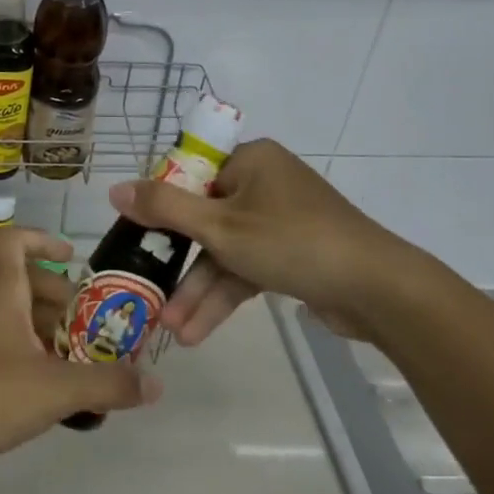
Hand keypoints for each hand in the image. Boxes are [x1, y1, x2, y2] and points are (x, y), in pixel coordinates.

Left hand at [0, 227, 160, 478]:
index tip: (73, 257)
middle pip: (22, 282)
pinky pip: (4, 347)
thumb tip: (155, 384)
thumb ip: (107, 384)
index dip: (42, 239)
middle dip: (59, 297)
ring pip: (14, 318)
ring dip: (47, 331)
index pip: (13, 241)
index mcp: (2, 293)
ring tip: (80, 361)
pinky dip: (31, 357)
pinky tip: (51, 392)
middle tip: (91, 324)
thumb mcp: (55, 389)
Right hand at [106, 139, 431, 344]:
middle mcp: (262, 183)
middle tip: (148, 291)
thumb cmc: (292, 242)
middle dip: (178, 264)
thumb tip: (114, 189)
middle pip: (203, 218)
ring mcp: (279, 220)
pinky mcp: (291, 254)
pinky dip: (225, 296)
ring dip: (199, 290)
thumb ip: (164, 208)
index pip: (189, 173)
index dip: (159, 204)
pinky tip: (199, 332)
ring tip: (172, 331)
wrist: (378, 291)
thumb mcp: (219, 226)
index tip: (135, 235)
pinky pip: (246, 268)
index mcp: (249, 161)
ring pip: (224, 251)